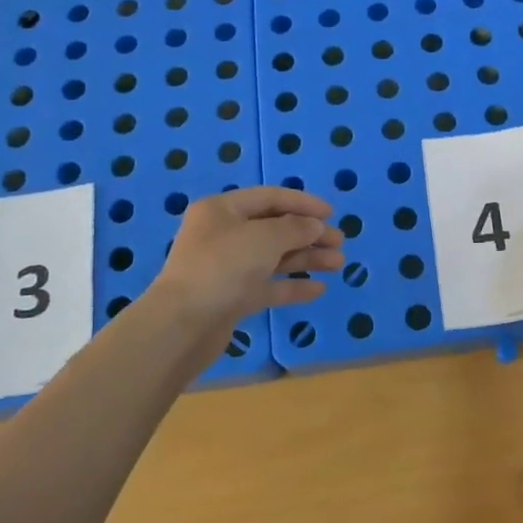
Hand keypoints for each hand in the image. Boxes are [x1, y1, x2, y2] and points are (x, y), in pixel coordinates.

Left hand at [153, 186, 343, 327]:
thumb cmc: (223, 267)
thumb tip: (315, 225)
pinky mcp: (231, 297)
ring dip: (306, 258)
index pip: (270, 197)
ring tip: (338, 264)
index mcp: (222, 210)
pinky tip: (318, 289)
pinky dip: (291, 285)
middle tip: (339, 242)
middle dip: (309, 233)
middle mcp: (223, 234)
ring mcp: (227, 267)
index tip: (332, 213)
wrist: (182, 326)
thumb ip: (296, 228)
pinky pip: (267, 285)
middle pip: (274, 228)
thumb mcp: (265, 238)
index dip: (303, 203)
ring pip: (273, 257)